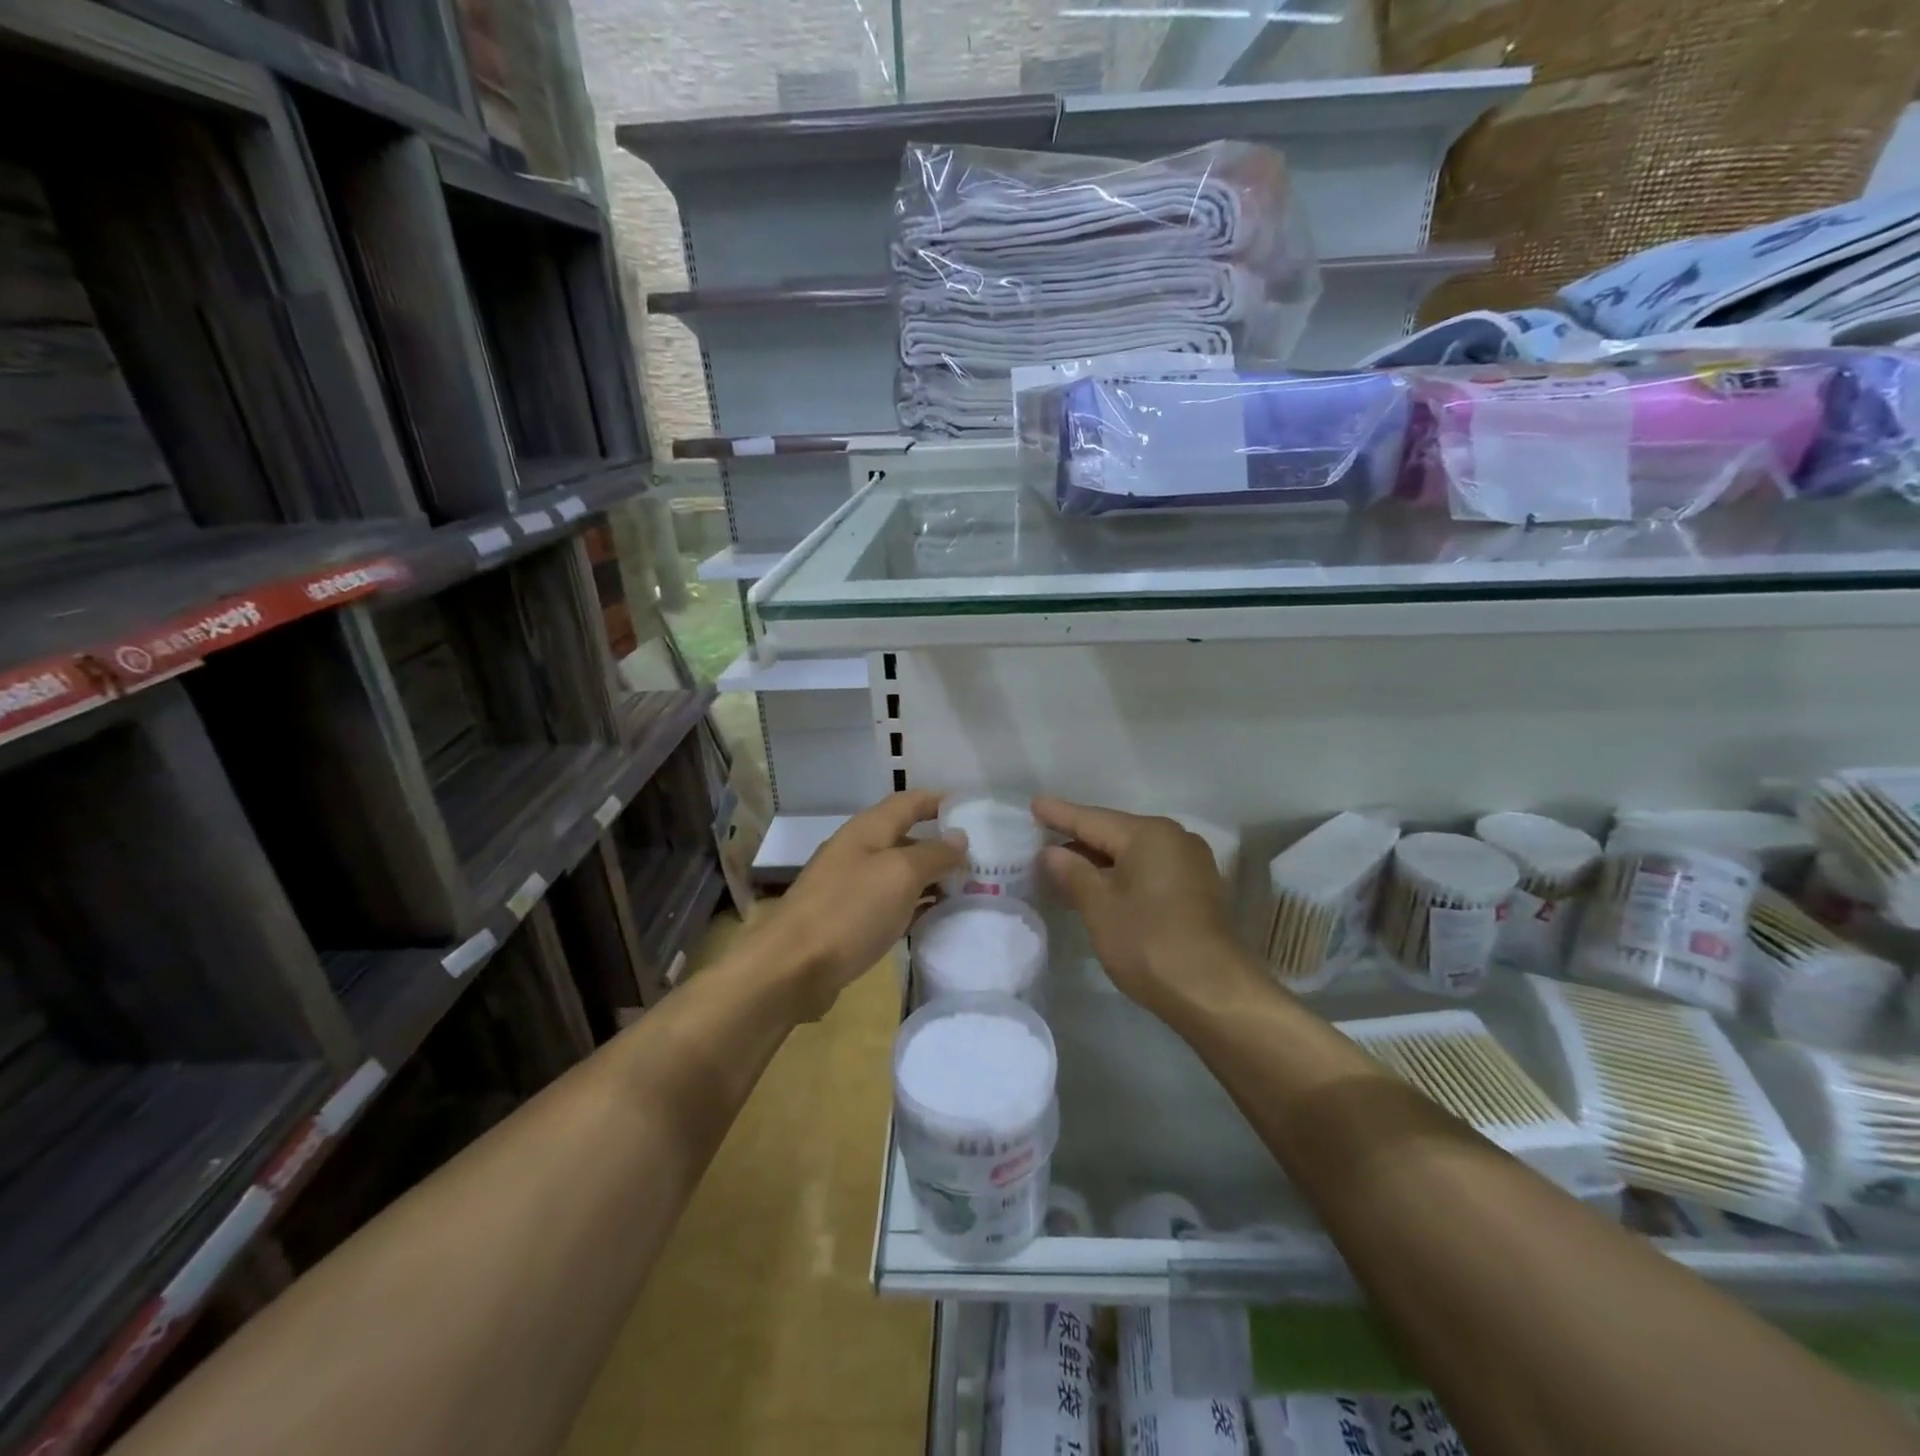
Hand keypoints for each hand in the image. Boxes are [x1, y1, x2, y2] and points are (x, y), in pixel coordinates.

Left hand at [762, 791, 964, 1017]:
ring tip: (969, 889)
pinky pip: (890, 903)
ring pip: (899, 873)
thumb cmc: (850, 910)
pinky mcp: (848, 919)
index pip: (910, 802)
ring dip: (931, 877)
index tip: (977, 811)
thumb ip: (933, 853)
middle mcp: (858, 851)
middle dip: (942, 845)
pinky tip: (936, 918)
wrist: (792, 967)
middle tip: (982, 859)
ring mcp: (851, 886)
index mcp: (868, 829)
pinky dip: (914, 905)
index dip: (941, 802)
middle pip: (906, 837)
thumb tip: (959, 837)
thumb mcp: (900, 874)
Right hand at [1033, 796, 1253, 1015]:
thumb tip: (1052, 852)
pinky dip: (1122, 875)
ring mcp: (1191, 865)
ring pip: (1133, 853)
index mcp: (1148, 834)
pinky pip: (1149, 870)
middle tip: (1042, 837)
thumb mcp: (1099, 906)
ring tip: (1064, 865)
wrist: (1215, 993)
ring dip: (1099, 860)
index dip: (1059, 814)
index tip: (1033, 802)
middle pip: (1115, 833)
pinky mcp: (1198, 891)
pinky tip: (1101, 888)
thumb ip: (1072, 873)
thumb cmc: (1149, 942)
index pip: (1092, 819)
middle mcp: (1174, 839)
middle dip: (1078, 838)